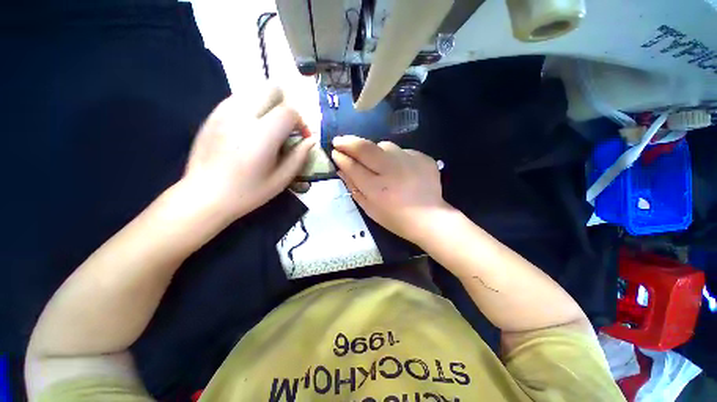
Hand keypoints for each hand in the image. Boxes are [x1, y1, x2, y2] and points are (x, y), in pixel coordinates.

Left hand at [182, 86, 313, 220]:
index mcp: (261, 136)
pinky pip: (238, 98)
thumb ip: (299, 157)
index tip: (301, 136)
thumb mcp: (281, 180)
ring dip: (268, 104)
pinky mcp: (213, 114)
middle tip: (286, 126)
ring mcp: (224, 112)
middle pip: (271, 89)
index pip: (288, 111)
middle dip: (285, 105)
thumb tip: (311, 140)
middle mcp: (242, 117)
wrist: (204, 195)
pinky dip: (251, 106)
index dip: (300, 121)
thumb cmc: (247, 192)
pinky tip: (250, 128)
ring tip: (268, 127)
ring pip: (254, 90)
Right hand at [332, 136, 451, 244]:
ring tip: (375, 162)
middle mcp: (392, 171)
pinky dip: (395, 157)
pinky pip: (402, 151)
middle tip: (340, 141)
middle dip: (348, 142)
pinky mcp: (423, 158)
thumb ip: (354, 188)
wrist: (430, 218)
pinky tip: (398, 169)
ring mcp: (410, 161)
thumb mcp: (369, 208)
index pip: (353, 166)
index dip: (341, 157)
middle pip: (365, 148)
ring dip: (374, 150)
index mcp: (377, 189)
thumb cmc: (395, 218)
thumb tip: (341, 169)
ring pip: (384, 145)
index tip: (335, 152)